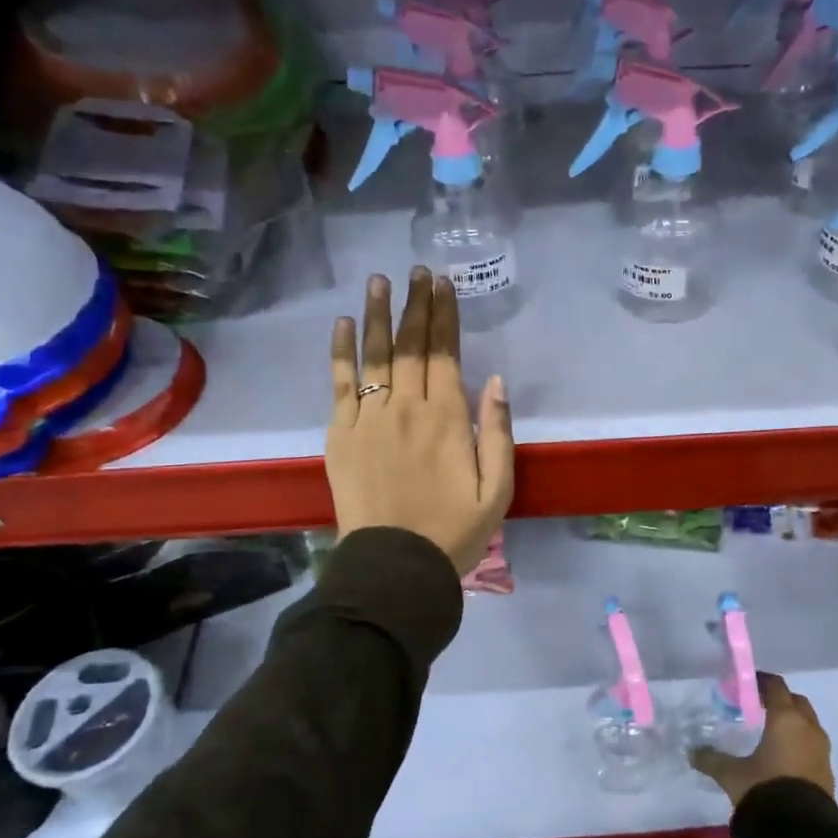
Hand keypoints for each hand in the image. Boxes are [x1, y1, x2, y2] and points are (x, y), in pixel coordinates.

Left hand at [327, 268, 515, 574]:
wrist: (395, 566)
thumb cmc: (453, 531)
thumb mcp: (497, 490)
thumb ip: (497, 433)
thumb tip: (495, 381)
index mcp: (447, 419)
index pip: (445, 353)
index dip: (444, 315)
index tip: (443, 284)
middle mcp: (406, 408)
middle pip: (410, 345)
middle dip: (415, 304)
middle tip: (417, 271)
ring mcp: (368, 418)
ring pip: (374, 354)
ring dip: (378, 314)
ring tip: (379, 280)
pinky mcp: (340, 434)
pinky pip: (339, 383)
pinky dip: (341, 351)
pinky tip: (343, 323)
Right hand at [689, 673, 834, 806]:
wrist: (801, 831)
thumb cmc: (764, 789)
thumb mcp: (732, 774)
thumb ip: (712, 759)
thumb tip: (692, 752)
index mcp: (786, 719)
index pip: (776, 686)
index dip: (761, 681)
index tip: (746, 683)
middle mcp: (808, 728)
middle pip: (796, 701)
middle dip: (780, 699)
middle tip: (759, 705)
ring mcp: (822, 750)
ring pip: (808, 723)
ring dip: (792, 722)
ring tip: (771, 731)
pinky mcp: (827, 771)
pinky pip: (812, 745)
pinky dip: (799, 742)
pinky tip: (783, 756)